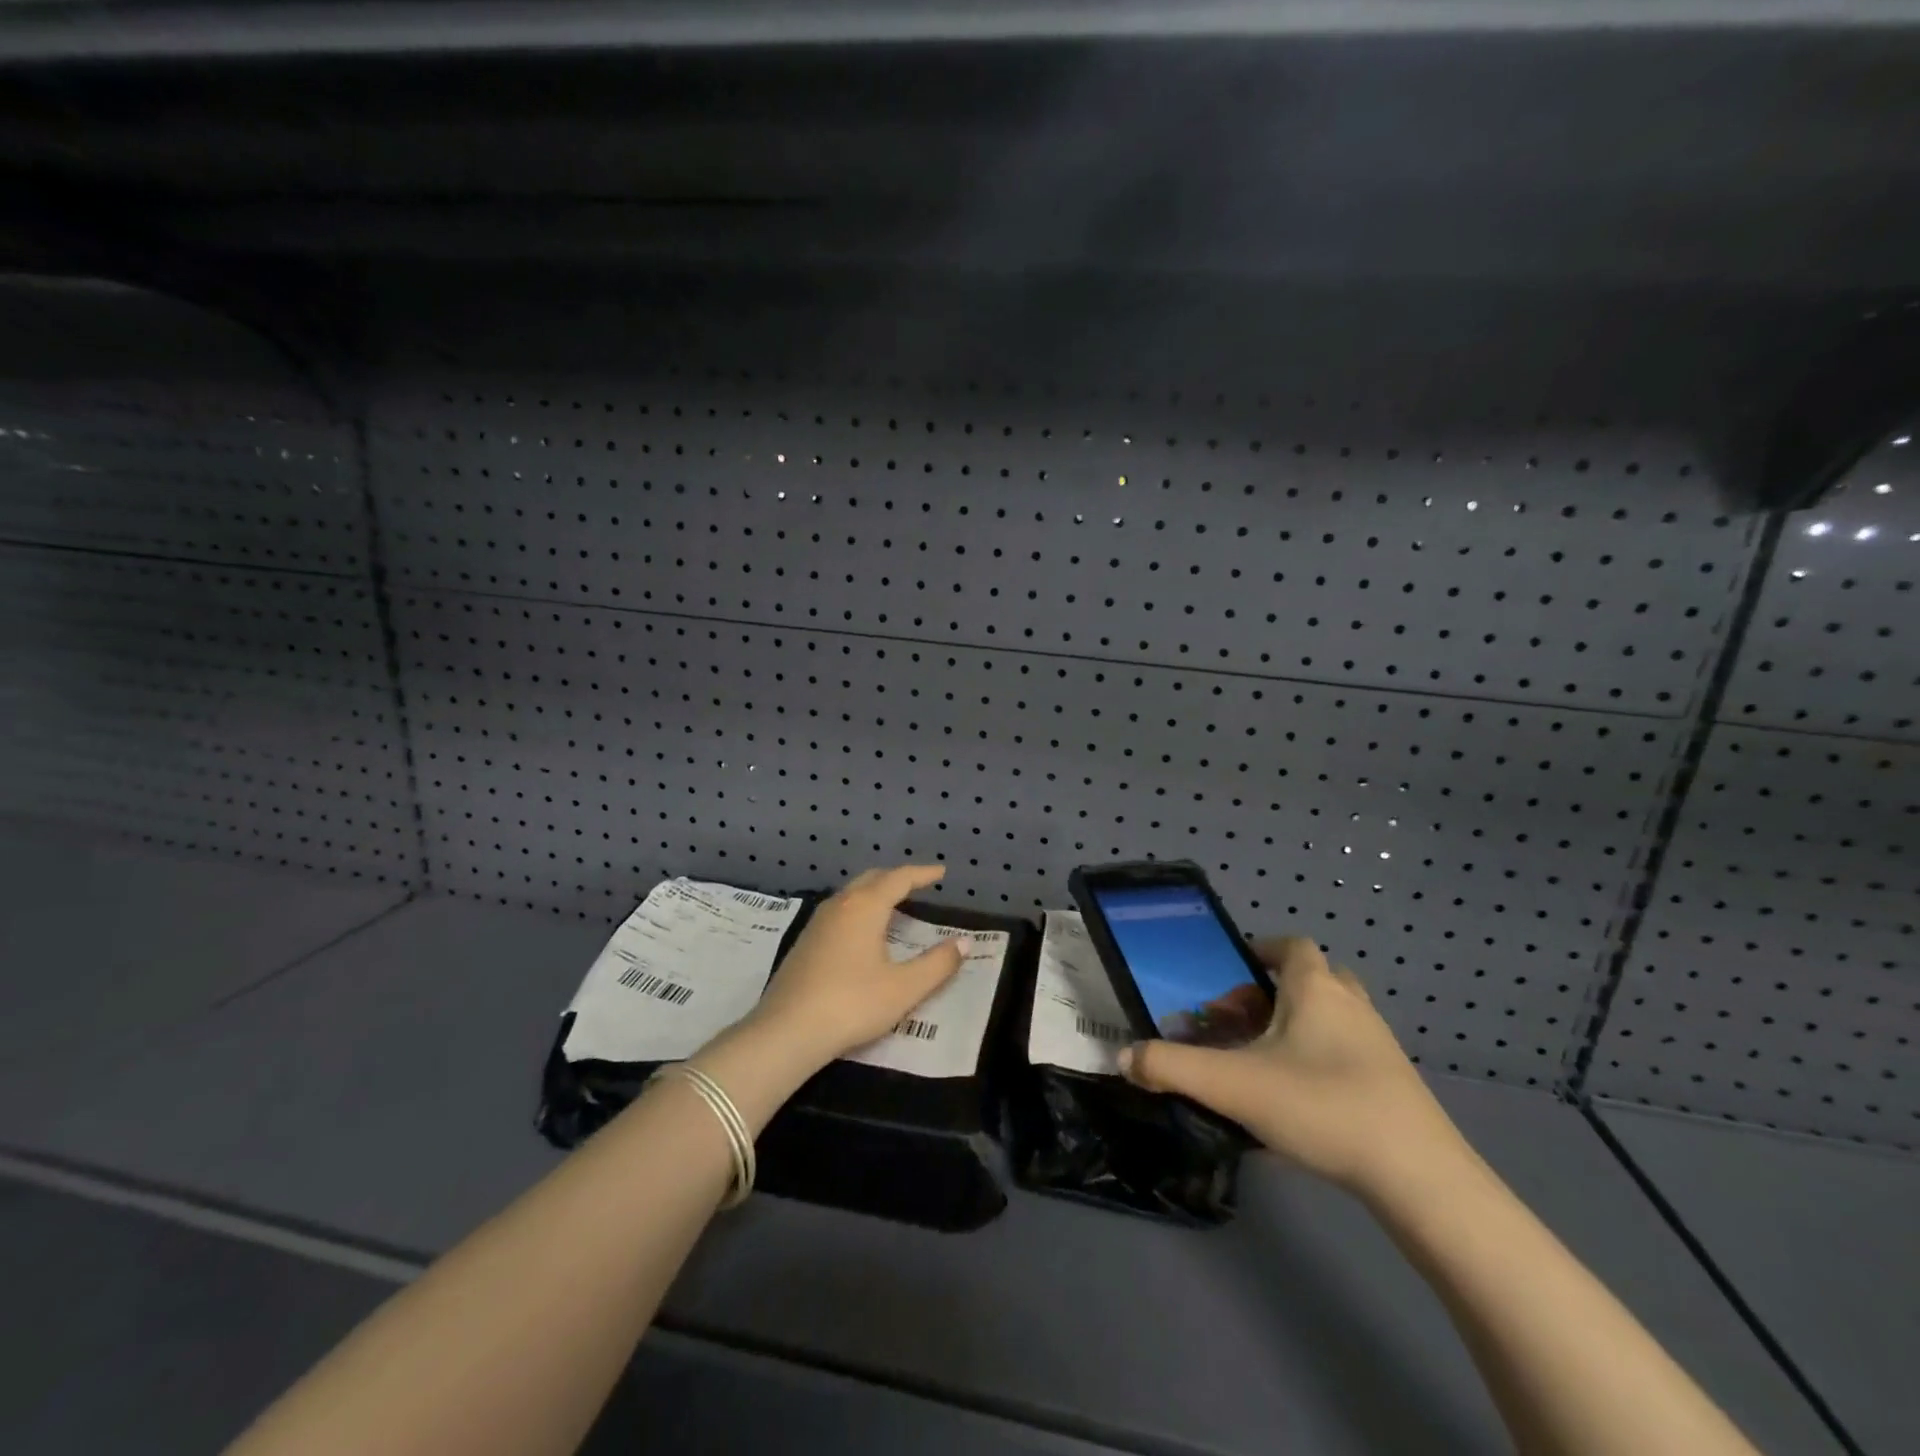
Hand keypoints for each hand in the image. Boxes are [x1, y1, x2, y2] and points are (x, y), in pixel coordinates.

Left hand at [747, 865, 967, 1066]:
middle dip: (897, 878)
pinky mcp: (805, 942)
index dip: (923, 874)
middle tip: (919, 884)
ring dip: (875, 893)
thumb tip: (964, 943)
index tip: (941, 873)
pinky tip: (863, 932)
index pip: (899, 878)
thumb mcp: (904, 988)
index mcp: (865, 906)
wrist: (787, 1031)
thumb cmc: (852, 1004)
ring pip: (852, 893)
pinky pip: (839, 911)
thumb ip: (937, 964)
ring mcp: (818, 922)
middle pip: (872, 879)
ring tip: (894, 905)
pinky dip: (859, 909)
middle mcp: (840, 905)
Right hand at [1118, 937, 1469, 1199]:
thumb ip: (1171, 1068)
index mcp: (1315, 988)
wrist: (1419, 1178)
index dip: (1260, 950)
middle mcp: (1351, 1004)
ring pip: (1333, 1016)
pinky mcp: (1395, 1084)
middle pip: (1313, 978)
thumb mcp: (1232, 1085)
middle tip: (1240, 1020)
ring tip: (1262, 1059)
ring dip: (1298, 1026)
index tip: (1230, 973)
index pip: (1291, 945)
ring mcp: (1379, 1044)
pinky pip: (1348, 1052)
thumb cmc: (1321, 1106)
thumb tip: (1123, 1058)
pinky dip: (1321, 1058)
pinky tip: (1297, 1100)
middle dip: (1273, 992)